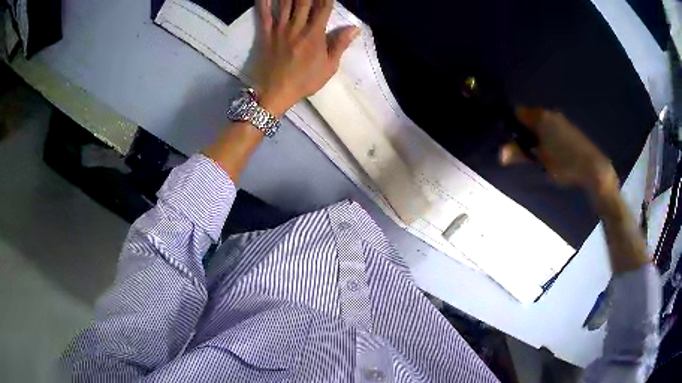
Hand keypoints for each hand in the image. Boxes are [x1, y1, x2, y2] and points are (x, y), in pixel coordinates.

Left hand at [251, 0, 359, 116]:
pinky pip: (263, 14)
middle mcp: (297, 27)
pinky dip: (264, 2)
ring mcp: (279, 29)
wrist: (274, 93)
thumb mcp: (329, 67)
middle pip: (304, 1)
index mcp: (315, 34)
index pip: (324, 8)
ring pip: (285, 3)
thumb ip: (340, 45)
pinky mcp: (265, 34)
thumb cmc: (304, 81)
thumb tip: (354, 28)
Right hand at [500, 107, 618, 196]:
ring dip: (538, 134)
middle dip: (526, 131)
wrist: (593, 168)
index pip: (518, 112)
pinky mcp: (570, 128)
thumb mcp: (540, 161)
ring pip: (543, 123)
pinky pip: (553, 128)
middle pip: (531, 117)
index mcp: (540, 117)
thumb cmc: (564, 164)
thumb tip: (500, 154)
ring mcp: (562, 119)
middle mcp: (550, 113)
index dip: (512, 124)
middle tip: (526, 150)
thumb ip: (520, 154)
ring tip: (540, 154)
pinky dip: (549, 136)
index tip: (511, 139)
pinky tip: (554, 152)